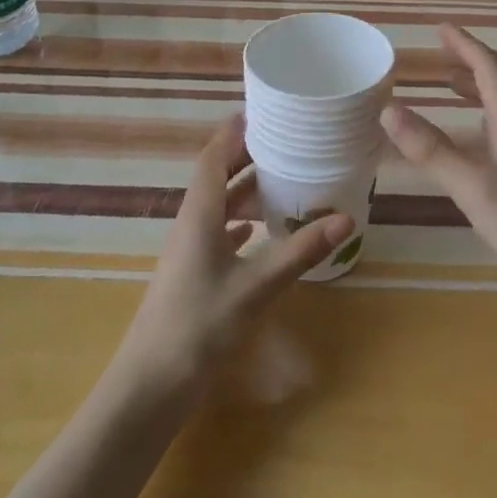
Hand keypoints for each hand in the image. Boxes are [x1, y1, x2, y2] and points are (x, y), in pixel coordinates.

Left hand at [112, 115, 351, 397]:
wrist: (150, 386)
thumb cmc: (200, 326)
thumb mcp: (257, 286)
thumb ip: (300, 251)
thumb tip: (345, 218)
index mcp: (200, 214)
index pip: (214, 156)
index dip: (235, 130)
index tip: (266, 110)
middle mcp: (192, 223)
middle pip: (218, 176)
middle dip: (248, 155)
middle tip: (288, 140)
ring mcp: (190, 250)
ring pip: (219, 205)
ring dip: (247, 189)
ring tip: (286, 180)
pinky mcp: (194, 274)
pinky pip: (220, 232)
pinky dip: (243, 221)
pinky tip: (263, 229)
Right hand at [380, 23, 496, 314]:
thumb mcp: (475, 188)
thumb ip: (432, 150)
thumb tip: (387, 108)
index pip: (491, 69)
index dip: (466, 45)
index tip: (441, 28)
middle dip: (475, 59)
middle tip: (444, 54)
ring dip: (481, 86)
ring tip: (451, 84)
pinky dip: (487, 116)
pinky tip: (476, 138)